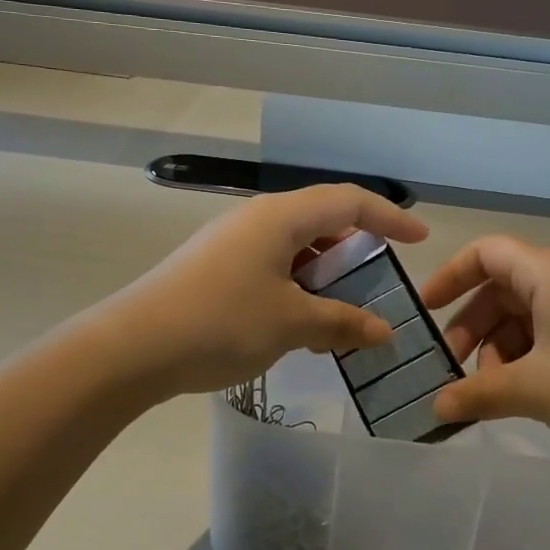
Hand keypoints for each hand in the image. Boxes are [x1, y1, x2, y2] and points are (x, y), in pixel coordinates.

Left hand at [111, 185, 427, 396]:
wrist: (130, 348)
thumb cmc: (220, 323)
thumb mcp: (290, 323)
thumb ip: (342, 322)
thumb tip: (383, 332)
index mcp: (279, 217)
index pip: (348, 201)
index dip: (389, 217)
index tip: (419, 239)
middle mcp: (255, 220)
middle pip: (320, 223)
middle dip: (353, 254)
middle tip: (375, 288)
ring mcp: (230, 244)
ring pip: (293, 251)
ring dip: (323, 279)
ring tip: (338, 318)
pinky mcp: (213, 269)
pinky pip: (269, 269)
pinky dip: (295, 291)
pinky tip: (297, 328)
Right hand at [422, 237, 549, 467]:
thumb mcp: (534, 390)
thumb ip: (478, 394)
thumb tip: (435, 407)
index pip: (486, 253)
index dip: (450, 276)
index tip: (424, 312)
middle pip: (503, 287)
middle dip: (472, 326)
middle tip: (452, 368)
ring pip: (527, 315)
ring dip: (500, 348)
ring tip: (492, 392)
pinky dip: (528, 358)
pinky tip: (522, 394)